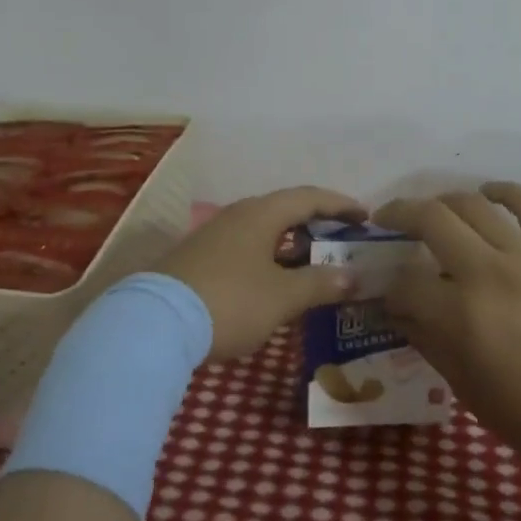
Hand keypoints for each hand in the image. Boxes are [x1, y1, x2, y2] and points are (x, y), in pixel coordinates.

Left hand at [154, 186, 365, 360]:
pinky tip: (274, 283)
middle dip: (317, 224)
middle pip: (285, 210)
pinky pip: (246, 248)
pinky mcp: (199, 258)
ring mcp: (214, 235)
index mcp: (261, 214)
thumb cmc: (230, 301)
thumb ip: (320, 283)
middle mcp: (237, 215)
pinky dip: (269, 258)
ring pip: (263, 231)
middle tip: (342, 241)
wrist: (155, 324)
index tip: (365, 216)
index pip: (309, 197)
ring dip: (292, 244)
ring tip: (314, 264)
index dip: (340, 205)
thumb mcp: (282, 297)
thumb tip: (352, 275)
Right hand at [375, 182, 520, 495]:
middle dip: (398, 215)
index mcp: (461, 315)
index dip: (388, 287)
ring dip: (442, 201)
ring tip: (432, 210)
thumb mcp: (466, 388)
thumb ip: (428, 341)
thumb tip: (399, 311)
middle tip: (387, 221)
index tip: (388, 293)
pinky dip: (504, 191)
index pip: (404, 282)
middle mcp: (488, 272)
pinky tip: (488, 193)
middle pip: (430, 220)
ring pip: (473, 204)